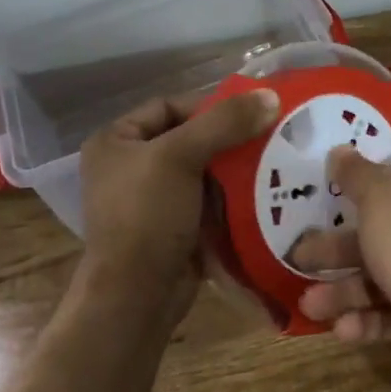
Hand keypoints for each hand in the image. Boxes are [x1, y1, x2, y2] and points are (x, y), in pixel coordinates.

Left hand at [77, 88, 279, 323]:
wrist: (137, 295)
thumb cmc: (146, 216)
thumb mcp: (180, 157)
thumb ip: (224, 123)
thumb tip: (271, 96)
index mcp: (115, 142)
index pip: (170, 107)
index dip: (209, 107)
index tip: (249, 116)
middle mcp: (130, 166)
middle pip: (191, 138)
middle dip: (230, 139)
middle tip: (270, 137)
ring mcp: (154, 200)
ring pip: (205, 170)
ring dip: (237, 169)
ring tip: (275, 163)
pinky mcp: (175, 227)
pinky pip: (211, 200)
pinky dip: (235, 196)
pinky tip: (265, 192)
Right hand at [291, 147, 390, 385]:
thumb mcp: (381, 201)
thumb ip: (357, 176)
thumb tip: (340, 149)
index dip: (358, 185)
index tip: (322, 192)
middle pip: (378, 235)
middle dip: (336, 248)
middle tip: (298, 255)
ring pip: (379, 279)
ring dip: (342, 291)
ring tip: (309, 305)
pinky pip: (390, 315)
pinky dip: (365, 320)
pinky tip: (342, 329)